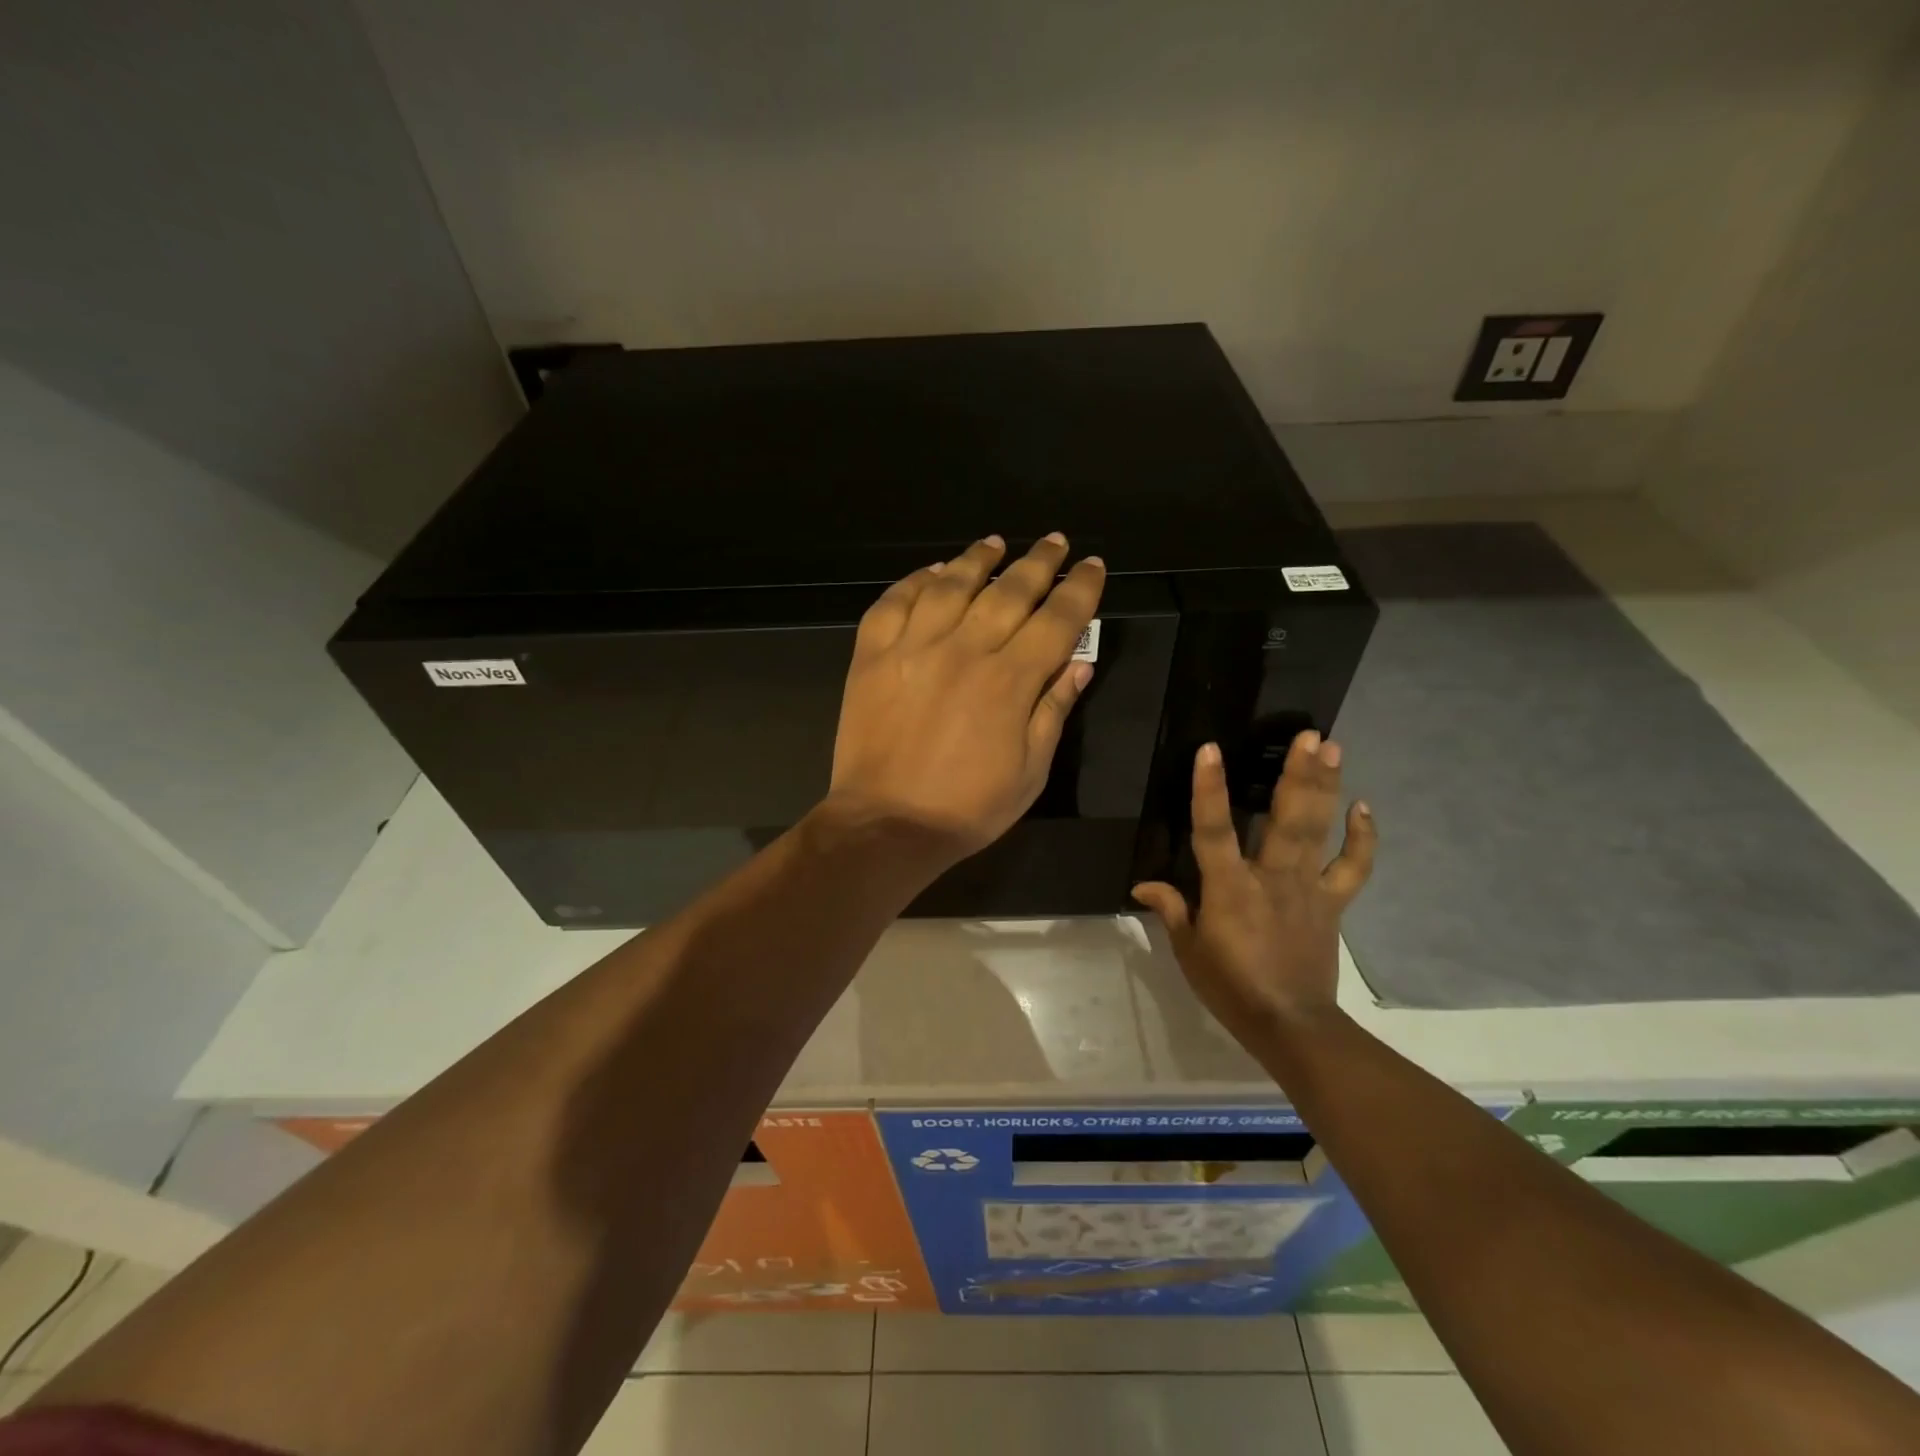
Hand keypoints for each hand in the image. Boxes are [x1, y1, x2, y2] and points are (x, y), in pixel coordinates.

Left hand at [825, 533, 1105, 865]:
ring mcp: (913, 648)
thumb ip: (1054, 710)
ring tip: (995, 543)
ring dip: (977, 559)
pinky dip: (915, 581)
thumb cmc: (968, 807)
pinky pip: (894, 603)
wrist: (887, 823)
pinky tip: (933, 572)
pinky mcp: (872, 656)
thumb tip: (1079, 662)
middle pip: (1009, 591)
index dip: (1080, 589)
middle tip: (1054, 541)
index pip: (1057, 620)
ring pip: (951, 585)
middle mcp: (964, 650)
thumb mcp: (1031, 771)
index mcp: (1010, 681)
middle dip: (1038, 562)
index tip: (1092, 566)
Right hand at [1132, 732, 1375, 1046]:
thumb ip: (1171, 909)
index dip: (1209, 790)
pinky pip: (1352, 868)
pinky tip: (1363, 807)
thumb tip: (1142, 884)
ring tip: (1334, 749)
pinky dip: (1362, 839)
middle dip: (1298, 774)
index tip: (1210, 749)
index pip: (1213, 831)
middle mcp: (1272, 879)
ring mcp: (1308, 889)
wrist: (1290, 1024)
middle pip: (1287, 819)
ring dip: (1328, 788)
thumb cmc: (1230, 987)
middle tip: (1310, 734)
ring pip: (1320, 832)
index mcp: (1230, 889)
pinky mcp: (1332, 904)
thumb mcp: (1189, 950)